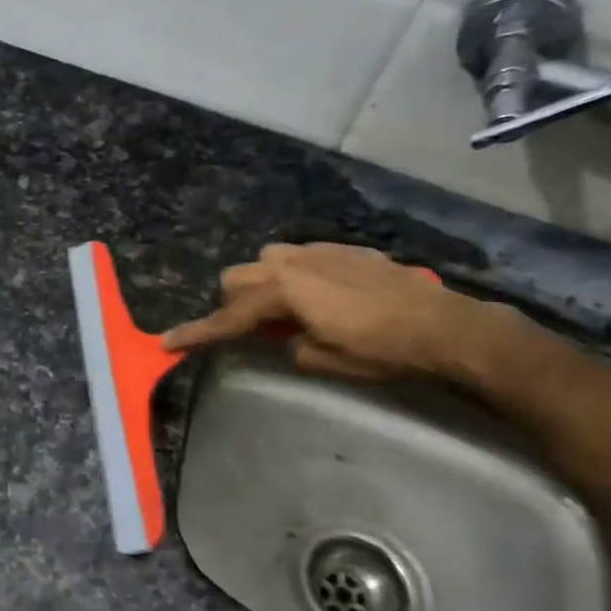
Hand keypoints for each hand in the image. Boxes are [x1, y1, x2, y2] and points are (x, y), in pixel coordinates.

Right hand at [161, 243, 512, 382]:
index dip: (198, 334)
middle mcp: (292, 262)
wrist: (443, 325)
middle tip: (251, 331)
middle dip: (234, 303)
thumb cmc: (379, 350)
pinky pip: (301, 256)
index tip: (167, 343)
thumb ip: (288, 345)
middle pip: (237, 277)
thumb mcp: (323, 360)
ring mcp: (319, 251)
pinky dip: (295, 275)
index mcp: (282, 291)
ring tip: (285, 311)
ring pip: (266, 259)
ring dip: (262, 284)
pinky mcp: (344, 250)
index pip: (228, 316)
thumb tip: (286, 337)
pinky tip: (320, 297)